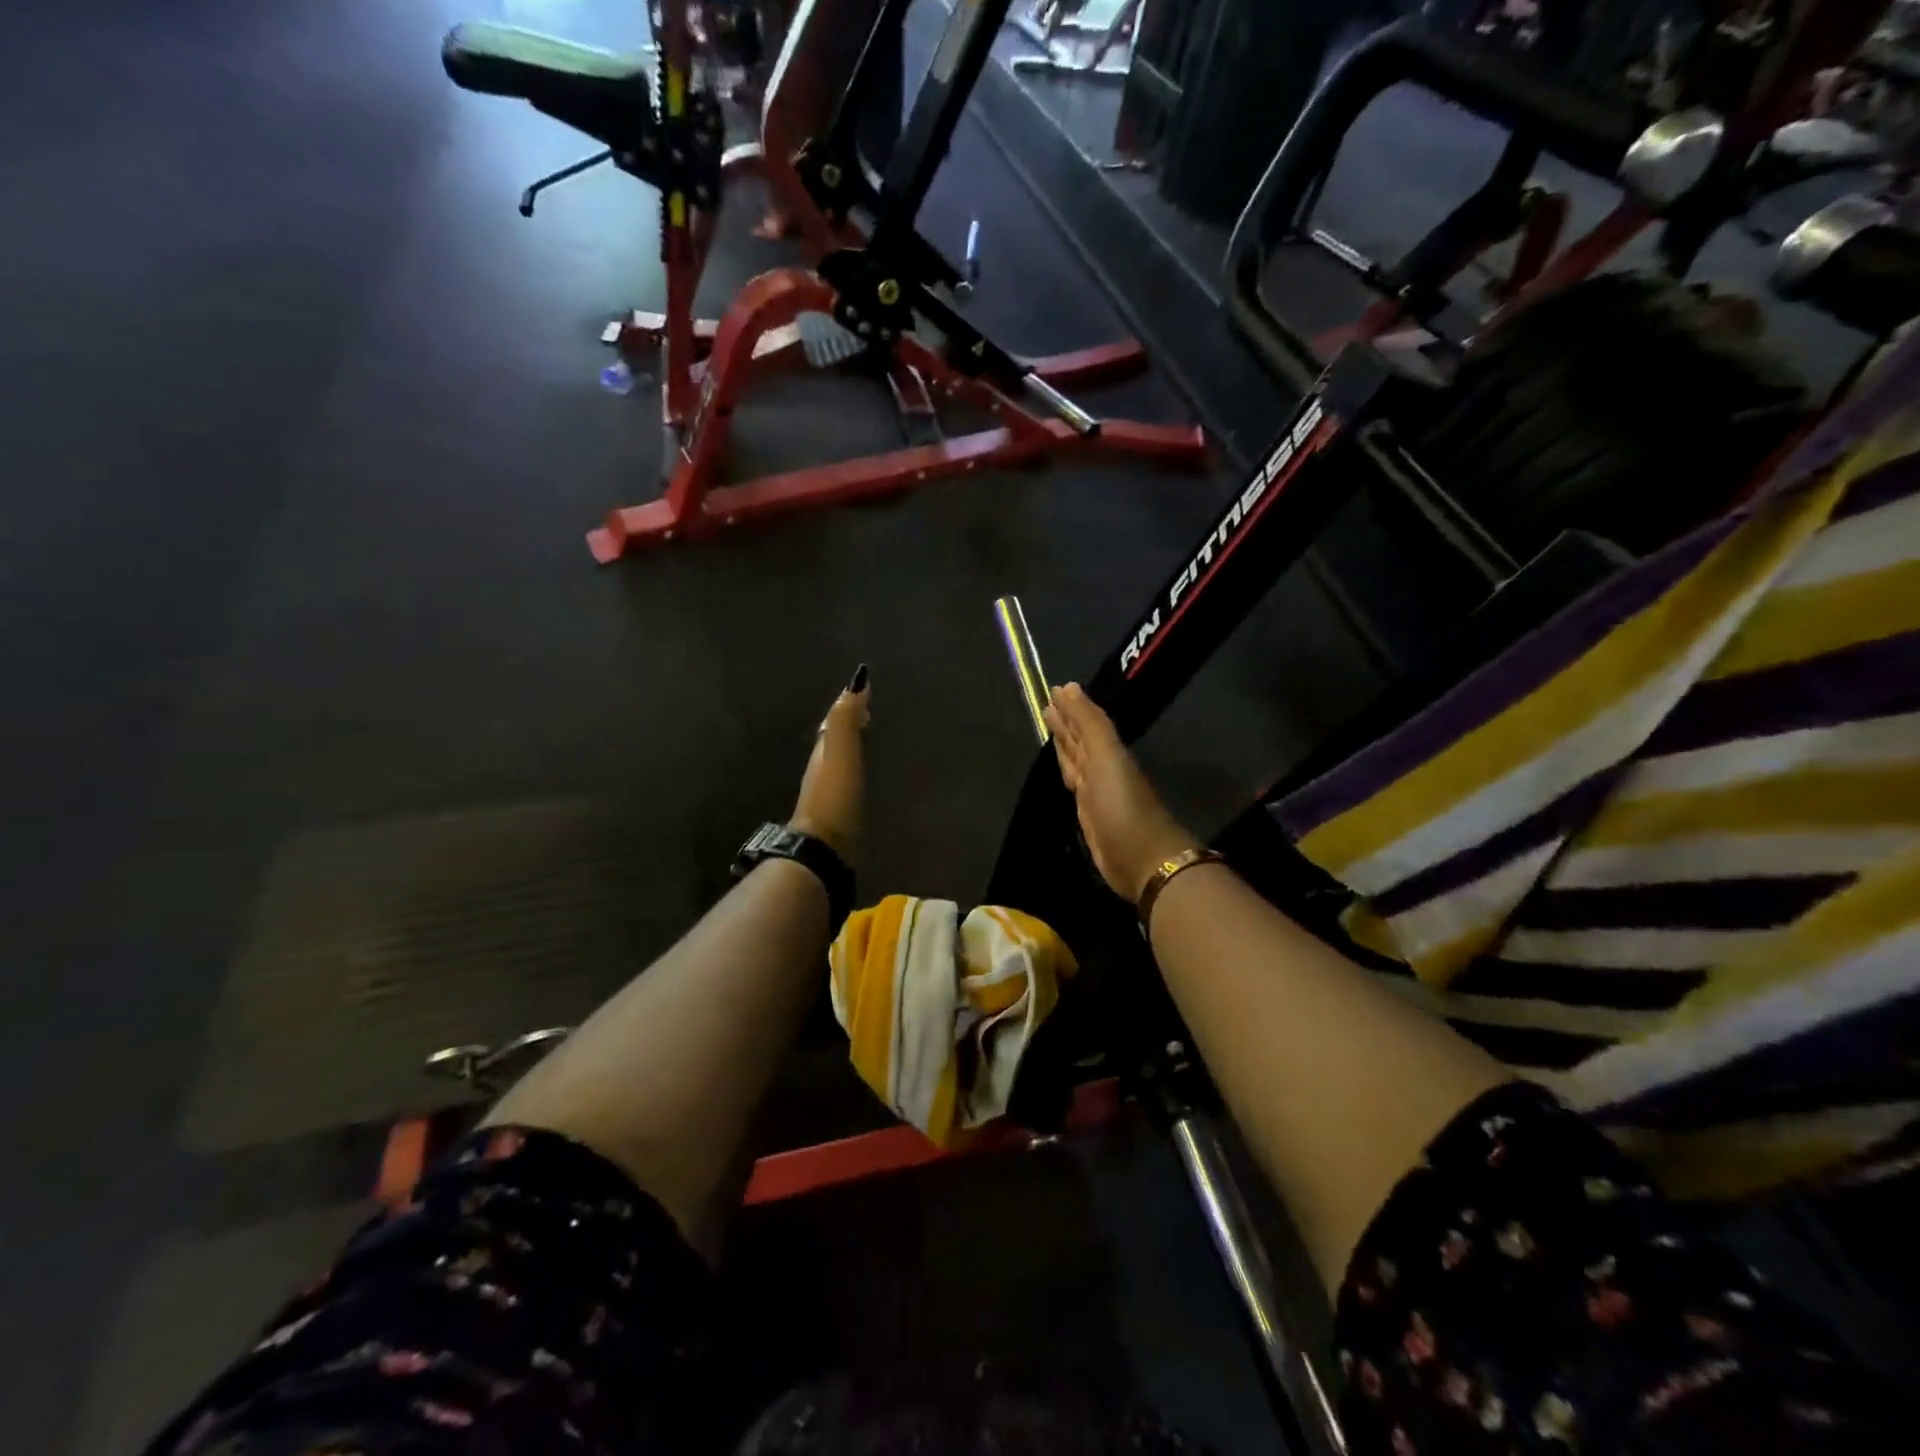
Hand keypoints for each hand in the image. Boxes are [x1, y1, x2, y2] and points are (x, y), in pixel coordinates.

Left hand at [791, 664, 870, 860]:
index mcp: (822, 753)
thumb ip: (846, 721)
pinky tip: (864, 782)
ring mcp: (827, 797)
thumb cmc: (835, 799)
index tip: (864, 691)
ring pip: (838, 765)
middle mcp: (820, 771)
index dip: (847, 708)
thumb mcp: (841, 754)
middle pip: (833, 743)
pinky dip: (854, 775)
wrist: (823, 851)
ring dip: (851, 751)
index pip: (833, 723)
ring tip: (870, 743)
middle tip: (869, 714)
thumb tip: (856, 680)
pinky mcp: (837, 819)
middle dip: (849, 727)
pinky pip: (846, 786)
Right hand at [1044, 683, 1201, 901]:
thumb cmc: (1121, 804)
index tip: (1054, 690)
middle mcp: (1102, 769)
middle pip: (1080, 742)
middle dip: (1065, 725)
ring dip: (1064, 746)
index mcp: (1107, 752)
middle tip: (1046, 706)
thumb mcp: (1106, 756)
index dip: (1070, 709)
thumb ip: (1088, 723)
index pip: (1084, 724)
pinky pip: (1074, 786)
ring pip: (1076, 762)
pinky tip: (1063, 771)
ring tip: (1050, 730)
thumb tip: (1069, 686)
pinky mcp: (1089, 817)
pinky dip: (1067, 773)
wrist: (1140, 858)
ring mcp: (1096, 794)